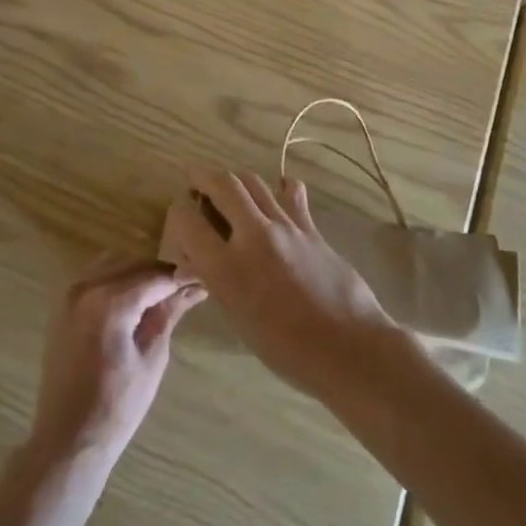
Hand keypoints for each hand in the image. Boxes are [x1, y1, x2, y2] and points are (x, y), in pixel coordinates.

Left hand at [27, 259, 204, 470]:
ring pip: (114, 265)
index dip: (182, 278)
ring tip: (163, 296)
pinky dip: (117, 279)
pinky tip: (134, 300)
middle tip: (188, 289)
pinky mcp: (62, 306)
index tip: (203, 281)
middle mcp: (86, 287)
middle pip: (134, 265)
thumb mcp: (152, 359)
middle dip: (161, 275)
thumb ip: (168, 315)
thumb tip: (194, 287)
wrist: (67, 440)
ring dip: (139, 274)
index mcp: (109, 302)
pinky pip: (95, 276)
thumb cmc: (116, 407)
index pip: (155, 278)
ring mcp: (69, 294)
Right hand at [171, 168, 400, 400]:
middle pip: (222, 184)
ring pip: (253, 182)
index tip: (179, 217)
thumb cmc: (287, 349)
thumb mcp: (239, 320)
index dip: (177, 213)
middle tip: (194, 180)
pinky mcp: (310, 226)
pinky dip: (279, 187)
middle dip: (202, 177)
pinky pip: (290, 193)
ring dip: (235, 180)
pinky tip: (277, 192)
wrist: (349, 347)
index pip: (186, 220)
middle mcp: (252, 236)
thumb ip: (216, 282)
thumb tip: (197, 262)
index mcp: (226, 268)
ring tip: (228, 187)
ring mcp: (285, 226)